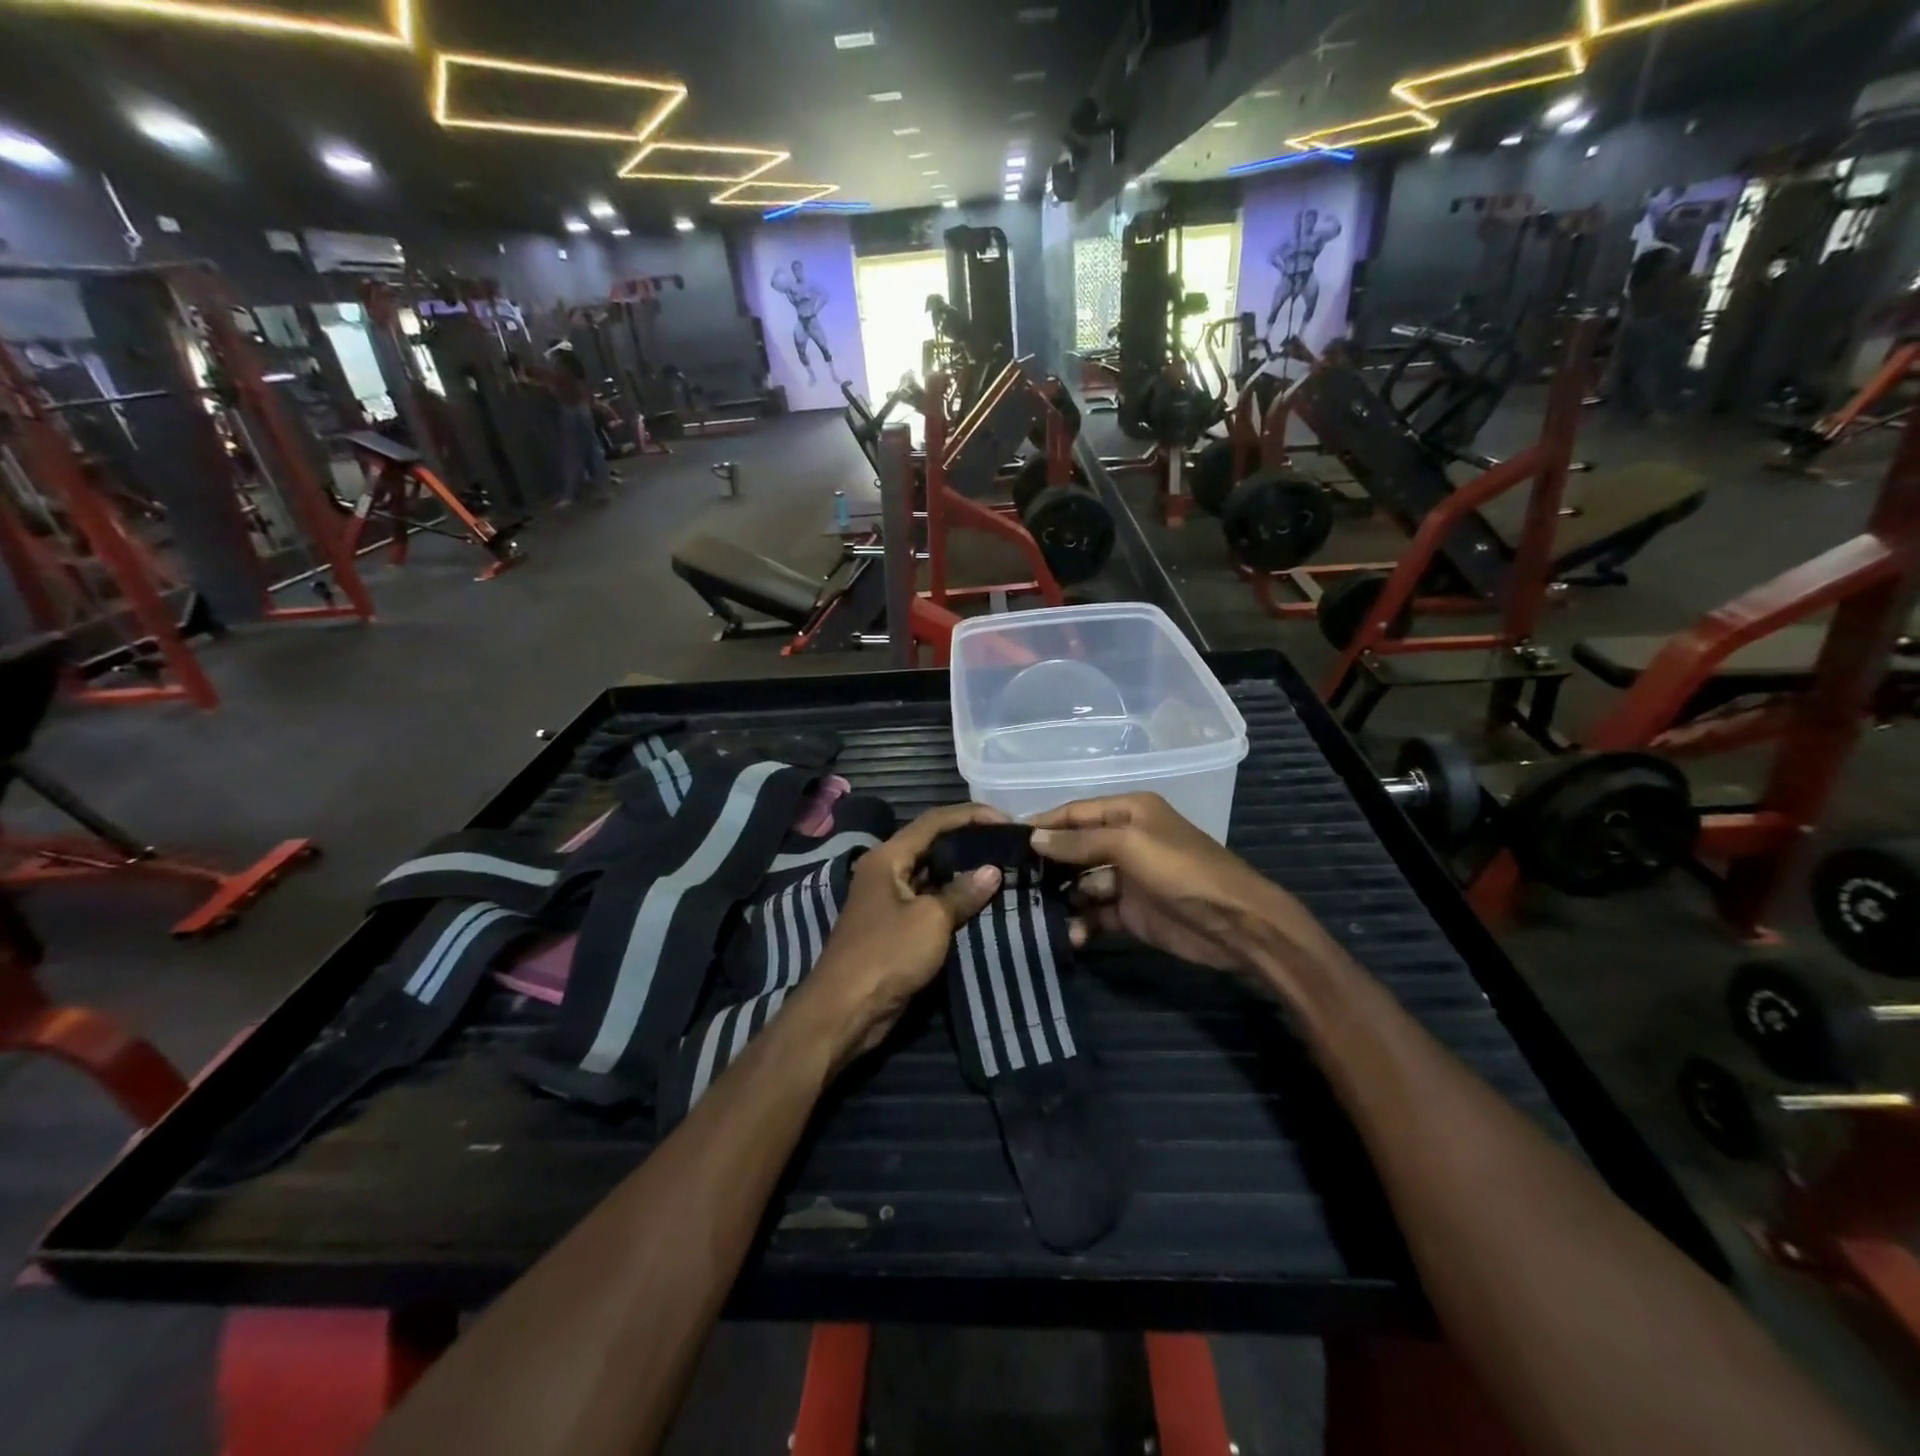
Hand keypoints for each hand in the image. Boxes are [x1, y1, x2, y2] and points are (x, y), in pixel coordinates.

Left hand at [804, 803, 1007, 1067]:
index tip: (1006, 821)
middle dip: (970, 841)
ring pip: (933, 874)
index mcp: (888, 857)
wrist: (846, 1010)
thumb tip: (993, 870)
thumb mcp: (931, 920)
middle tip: (1008, 845)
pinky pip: (930, 902)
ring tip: (1003, 869)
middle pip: (932, 844)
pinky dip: (954, 899)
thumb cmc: (887, 954)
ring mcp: (890, 899)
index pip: (934, 821)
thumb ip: (962, 892)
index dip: (971, 815)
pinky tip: (982, 902)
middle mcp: (886, 871)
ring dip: (964, 872)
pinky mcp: (897, 927)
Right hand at [1029, 793, 1340, 993]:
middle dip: (1047, 864)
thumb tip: (1033, 837)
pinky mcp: (1131, 912)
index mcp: (1128, 813)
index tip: (1005, 839)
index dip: (1042, 824)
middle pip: (1074, 849)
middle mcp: (1125, 840)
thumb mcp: (1130, 844)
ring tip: (1032, 912)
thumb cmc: (1181, 870)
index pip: (1075, 813)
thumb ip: (1080, 841)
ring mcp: (1127, 878)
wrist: (1235, 924)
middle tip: (1009, 881)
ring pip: (1081, 884)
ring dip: (1061, 897)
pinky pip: (1096, 913)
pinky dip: (1082, 923)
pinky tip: (1068, 934)